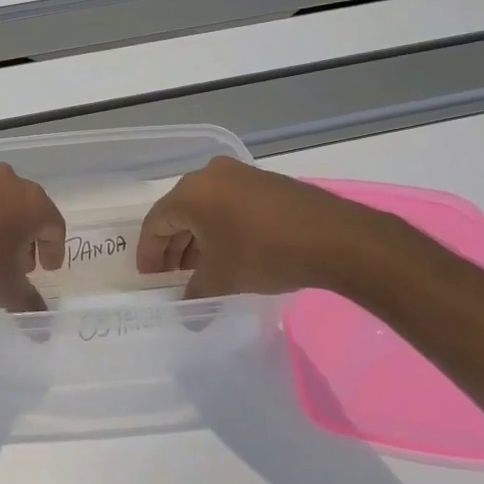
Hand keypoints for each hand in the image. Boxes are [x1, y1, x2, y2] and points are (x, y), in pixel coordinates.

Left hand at [0, 165, 65, 311]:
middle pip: (24, 208)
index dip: (53, 249)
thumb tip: (41, 323)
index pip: (53, 225)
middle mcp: (3, 180)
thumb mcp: (6, 291)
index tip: (47, 268)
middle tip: (18, 262)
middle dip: (24, 235)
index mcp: (30, 202)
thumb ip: (29, 302)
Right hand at [137, 156, 396, 297]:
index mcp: (190, 193)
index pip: (156, 223)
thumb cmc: (264, 254)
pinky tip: (227, 252)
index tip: (149, 277)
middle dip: (173, 246)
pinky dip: (220, 227)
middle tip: (172, 275)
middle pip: (179, 212)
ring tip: (199, 268)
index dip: (149, 252)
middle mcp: (210, 176)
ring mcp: (240, 175)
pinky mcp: (265, 183)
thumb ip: (194, 292)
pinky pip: (228, 204)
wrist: (335, 238)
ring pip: (205, 208)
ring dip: (197, 238)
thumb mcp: (221, 279)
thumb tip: (185, 308)